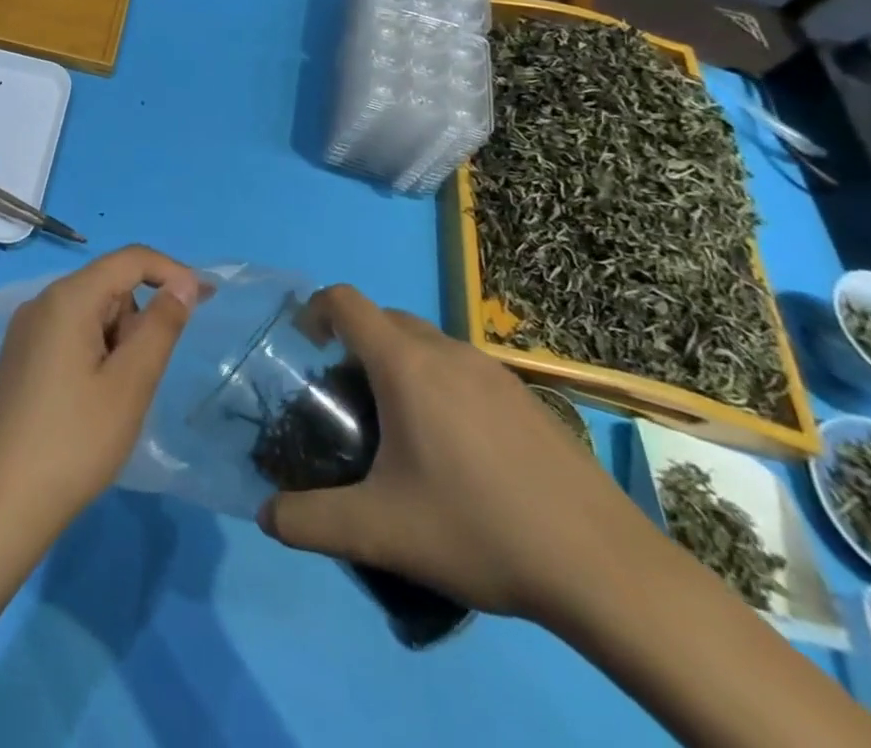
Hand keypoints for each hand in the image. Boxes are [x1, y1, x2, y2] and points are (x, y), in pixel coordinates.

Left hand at [0, 246, 200, 532]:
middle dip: (138, 319)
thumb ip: (161, 326)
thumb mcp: (131, 383)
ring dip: (117, 340)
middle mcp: (42, 301)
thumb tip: (184, 284)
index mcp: (67, 297)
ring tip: (113, 396)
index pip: (129, 259)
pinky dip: (95, 351)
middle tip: (140, 377)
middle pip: (109, 285)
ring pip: (92, 312)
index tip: (206, 301)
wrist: (3, 501)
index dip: (172, 272)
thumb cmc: (75, 441)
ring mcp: (27, 328)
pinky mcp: (22, 355)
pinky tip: (91, 399)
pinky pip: (71, 332)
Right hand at [259, 286, 653, 625]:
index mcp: (405, 364)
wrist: (605, 569)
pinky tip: (458, 453)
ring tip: (400, 430)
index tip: (304, 348)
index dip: (314, 310)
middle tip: (347, 401)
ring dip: (399, 365)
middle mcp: (446, 351)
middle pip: (383, 319)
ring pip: (426, 343)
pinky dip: (440, 385)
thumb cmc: (480, 530)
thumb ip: (311, 521)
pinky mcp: (526, 397)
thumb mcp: (380, 532)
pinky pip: (463, 369)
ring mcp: (492, 371)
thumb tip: (266, 516)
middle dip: (354, 345)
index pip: (344, 301)